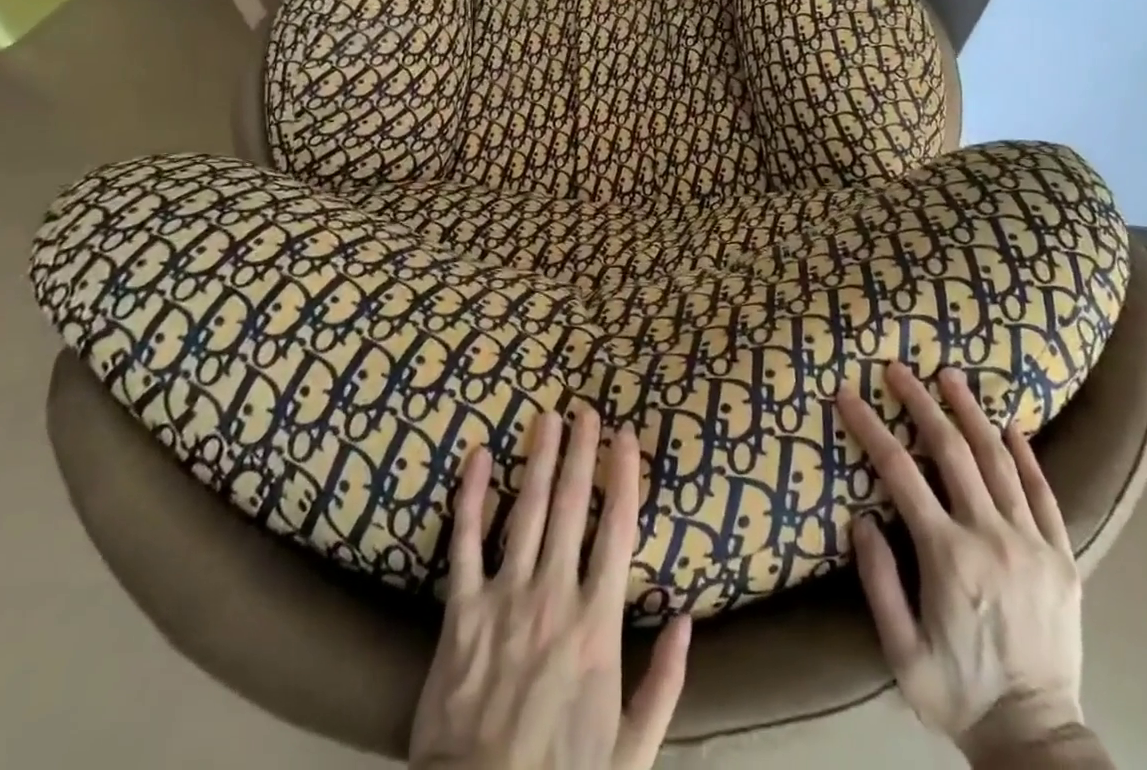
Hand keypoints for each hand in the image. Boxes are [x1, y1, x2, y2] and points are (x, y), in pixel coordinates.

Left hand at [409, 406, 691, 769]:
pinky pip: (464, 542)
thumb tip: (686, 620)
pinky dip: (469, 496)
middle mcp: (553, 594)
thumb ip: (665, 684)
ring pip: (524, 510)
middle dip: (581, 451)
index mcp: (596, 623)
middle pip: (571, 505)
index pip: (617, 529)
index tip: (627, 435)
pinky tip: (476, 456)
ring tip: (546, 418)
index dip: (624, 475)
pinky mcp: (460, 610)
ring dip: (537, 458)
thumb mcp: (632, 751)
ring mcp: (504, 597)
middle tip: (585, 410)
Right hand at [836, 364, 1084, 762]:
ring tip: (951, 376)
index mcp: (948, 556)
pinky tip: (1012, 425)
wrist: (1037, 742)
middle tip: (899, 368)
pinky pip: (1045, 493)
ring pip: (999, 460)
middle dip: (921, 402)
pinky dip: (1027, 455)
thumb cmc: (958, 694)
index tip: (848, 395)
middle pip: (952, 450)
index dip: (870, 427)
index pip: (900, 472)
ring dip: (971, 412)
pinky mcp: (1062, 558)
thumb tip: (862, 517)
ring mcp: (1032, 544)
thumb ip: (878, 580)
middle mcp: (991, 537)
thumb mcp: (901, 651)